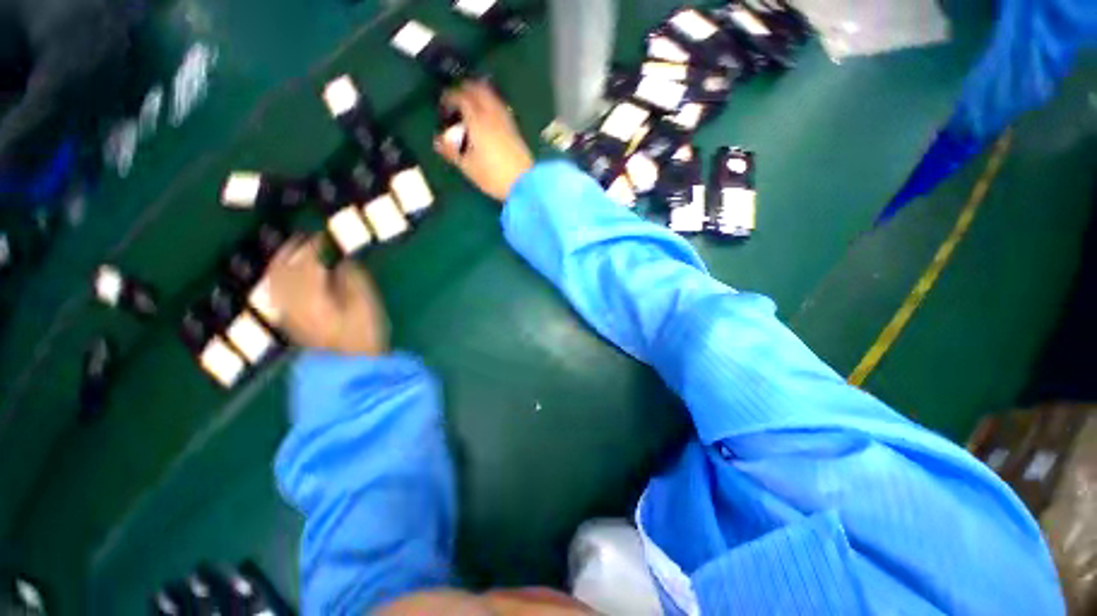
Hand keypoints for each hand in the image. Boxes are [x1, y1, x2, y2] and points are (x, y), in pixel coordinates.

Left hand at [265, 236, 388, 355]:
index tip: (322, 234)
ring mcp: (287, 311)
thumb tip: (342, 261)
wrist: (350, 365)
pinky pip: (276, 292)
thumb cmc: (363, 332)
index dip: (313, 245)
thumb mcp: (366, 302)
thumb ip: (352, 277)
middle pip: (283, 268)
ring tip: (292, 252)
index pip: (307, 261)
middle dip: (291, 250)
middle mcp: (292, 299)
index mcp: (312, 293)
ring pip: (276, 280)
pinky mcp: (289, 320)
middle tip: (302, 238)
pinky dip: (279, 279)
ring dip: (281, 263)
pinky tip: (285, 277)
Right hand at [434, 80, 534, 201]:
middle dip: (464, 89)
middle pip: (478, 89)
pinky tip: (487, 117)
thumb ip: (451, 152)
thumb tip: (437, 140)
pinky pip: (500, 106)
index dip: (449, 97)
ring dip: (479, 94)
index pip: (461, 97)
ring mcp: (506, 120)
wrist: (525, 184)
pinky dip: (490, 104)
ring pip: (491, 96)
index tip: (443, 106)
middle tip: (455, 100)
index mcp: (477, 120)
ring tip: (470, 106)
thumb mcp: (468, 167)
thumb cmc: (493, 176)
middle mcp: (492, 114)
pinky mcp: (515, 128)